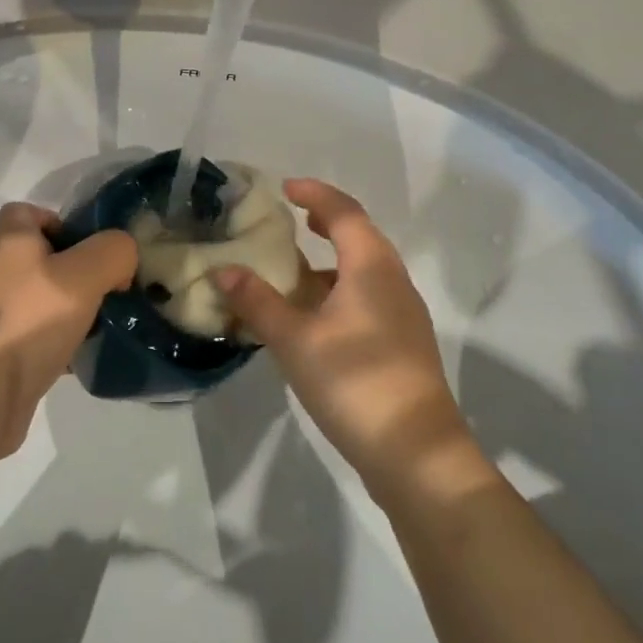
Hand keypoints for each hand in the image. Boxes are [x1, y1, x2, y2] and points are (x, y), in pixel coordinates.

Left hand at [0, 202, 135, 459]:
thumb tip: (122, 256)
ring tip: (100, 323)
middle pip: (39, 256)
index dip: (61, 222)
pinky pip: (34, 334)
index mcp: (9, 240)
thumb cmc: (30, 319)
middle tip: (106, 287)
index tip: (90, 248)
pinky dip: (57, 341)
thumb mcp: (86, 274)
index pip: (29, 212)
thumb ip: (113, 252)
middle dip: (75, 270)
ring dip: (69, 308)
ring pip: (40, 297)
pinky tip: (79, 357)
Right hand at [215, 179, 491, 508]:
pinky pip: (367, 297)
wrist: (417, 455)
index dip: (314, 194)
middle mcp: (392, 281)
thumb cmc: (355, 382)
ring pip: (363, 270)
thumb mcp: (295, 340)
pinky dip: (338, 291)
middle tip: (291, 220)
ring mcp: (403, 314)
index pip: (343, 212)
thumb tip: (224, 270)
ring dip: (329, 261)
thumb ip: (258, 302)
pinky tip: (313, 317)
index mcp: (371, 266)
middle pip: (358, 236)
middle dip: (324, 223)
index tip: (285, 188)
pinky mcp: (402, 344)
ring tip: (293, 268)